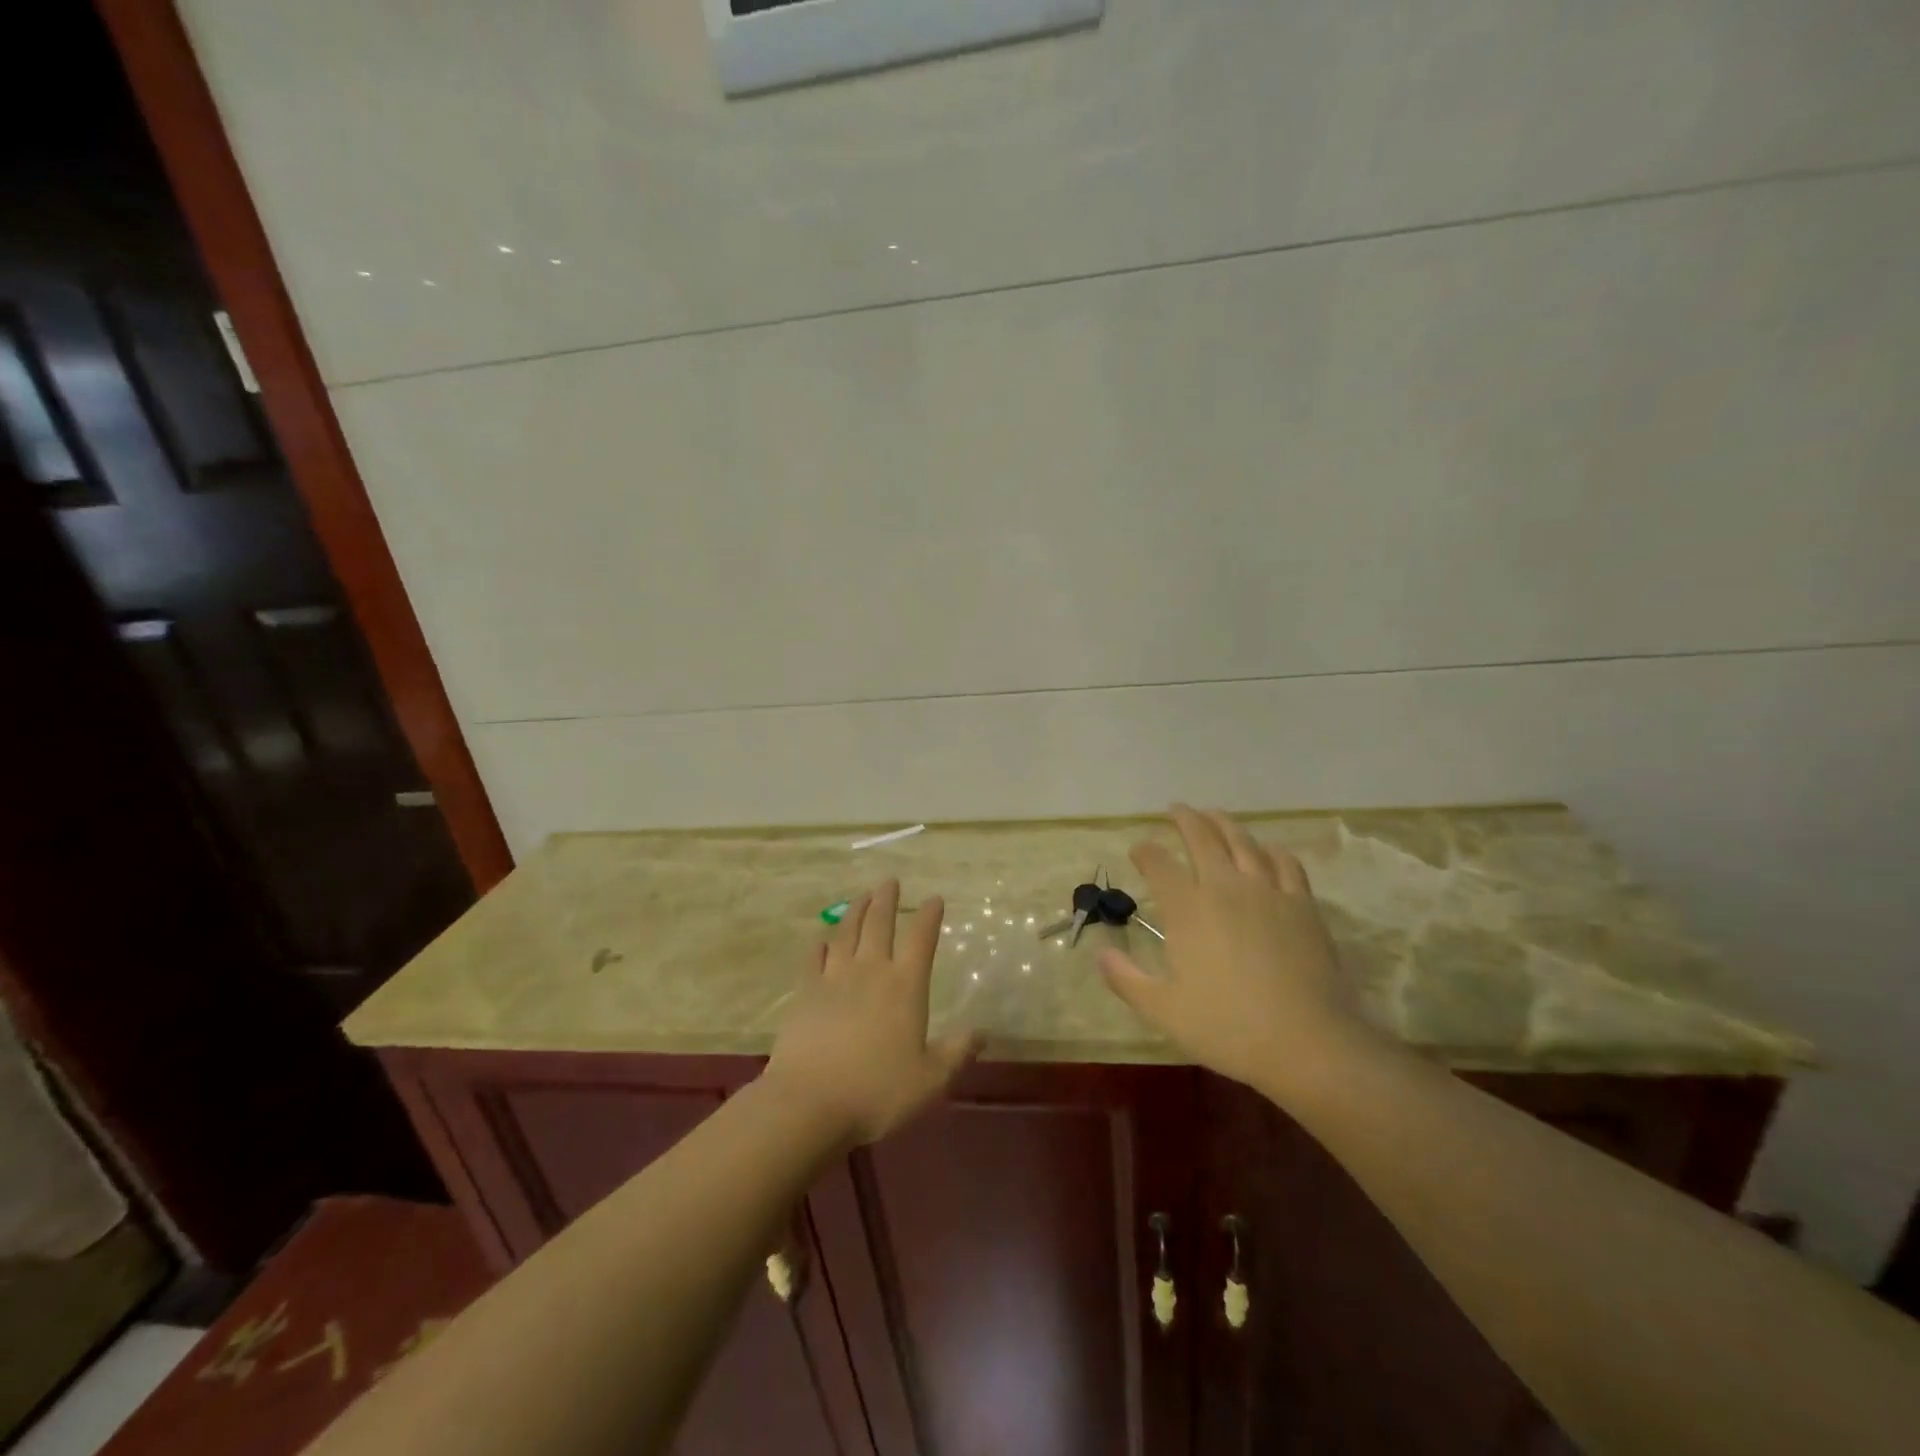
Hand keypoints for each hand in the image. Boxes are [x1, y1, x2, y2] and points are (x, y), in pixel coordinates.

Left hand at [763, 880, 976, 1144]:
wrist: (810, 1102)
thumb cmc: (878, 1092)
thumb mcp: (930, 1080)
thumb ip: (956, 1053)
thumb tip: (983, 1033)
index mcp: (905, 986)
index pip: (921, 940)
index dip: (929, 916)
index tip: (934, 898)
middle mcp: (871, 971)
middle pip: (880, 924)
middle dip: (887, 900)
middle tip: (889, 881)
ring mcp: (834, 978)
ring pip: (847, 933)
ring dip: (856, 911)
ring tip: (862, 897)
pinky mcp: (805, 992)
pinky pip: (813, 958)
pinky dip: (820, 945)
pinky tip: (822, 939)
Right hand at [1100, 805, 1371, 1095]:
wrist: (1306, 1043)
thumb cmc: (1227, 1027)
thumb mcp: (1163, 1010)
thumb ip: (1126, 979)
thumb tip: (1100, 953)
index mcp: (1187, 909)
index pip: (1159, 864)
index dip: (1145, 852)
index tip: (1138, 850)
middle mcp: (1225, 887)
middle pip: (1202, 838)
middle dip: (1185, 819)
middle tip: (1176, 809)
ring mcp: (1268, 892)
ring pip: (1243, 842)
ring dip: (1225, 823)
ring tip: (1214, 815)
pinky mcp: (1302, 905)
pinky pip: (1285, 864)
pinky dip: (1271, 850)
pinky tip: (1267, 850)